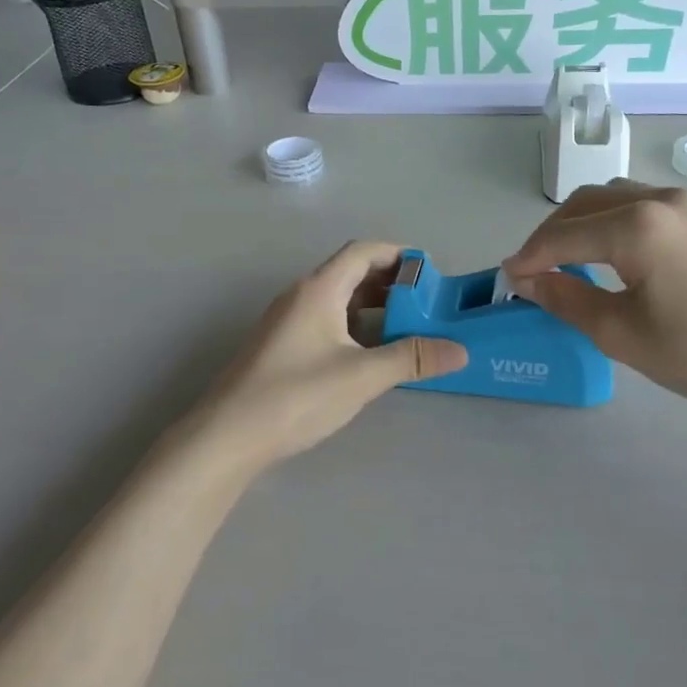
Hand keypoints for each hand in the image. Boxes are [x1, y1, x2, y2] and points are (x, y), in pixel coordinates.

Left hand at [191, 242, 468, 471]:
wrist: (228, 435)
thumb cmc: (296, 395)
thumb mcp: (362, 376)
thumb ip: (411, 358)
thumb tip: (459, 350)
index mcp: (319, 289)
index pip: (363, 251)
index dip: (398, 255)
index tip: (430, 273)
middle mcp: (300, 295)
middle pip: (350, 272)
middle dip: (390, 283)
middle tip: (426, 304)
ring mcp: (287, 321)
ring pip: (337, 299)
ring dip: (372, 307)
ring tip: (406, 328)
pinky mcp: (281, 345)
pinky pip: (325, 320)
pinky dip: (353, 326)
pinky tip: (369, 353)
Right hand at [503, 181, 686, 428]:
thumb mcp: (621, 334)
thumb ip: (566, 299)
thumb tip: (527, 280)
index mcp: (637, 226)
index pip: (563, 234)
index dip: (529, 257)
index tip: (507, 280)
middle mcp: (659, 199)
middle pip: (584, 205)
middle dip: (551, 235)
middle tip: (533, 273)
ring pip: (613, 199)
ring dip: (581, 224)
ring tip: (567, 262)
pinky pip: (642, 205)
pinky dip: (612, 222)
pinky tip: (611, 255)